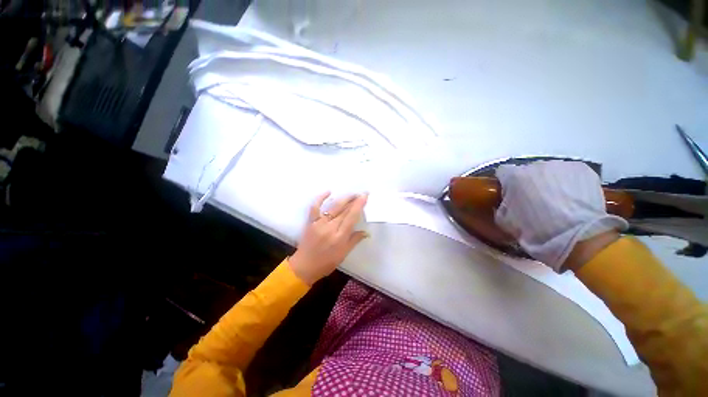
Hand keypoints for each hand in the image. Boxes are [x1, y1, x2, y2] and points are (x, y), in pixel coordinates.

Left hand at [289, 192, 368, 284]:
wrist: (304, 267)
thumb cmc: (326, 263)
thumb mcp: (343, 254)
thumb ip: (355, 240)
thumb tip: (367, 232)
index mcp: (340, 237)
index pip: (352, 217)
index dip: (359, 205)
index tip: (365, 196)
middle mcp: (330, 227)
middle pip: (344, 210)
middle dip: (353, 199)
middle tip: (361, 193)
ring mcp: (319, 223)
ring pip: (333, 207)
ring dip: (343, 198)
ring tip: (351, 194)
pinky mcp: (310, 222)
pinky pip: (315, 207)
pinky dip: (321, 198)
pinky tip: (328, 191)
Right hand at [494, 160, 627, 271]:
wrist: (576, 236)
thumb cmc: (534, 229)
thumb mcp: (504, 221)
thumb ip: (501, 206)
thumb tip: (505, 203)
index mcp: (514, 176)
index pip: (503, 171)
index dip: (505, 182)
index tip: (509, 193)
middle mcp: (536, 165)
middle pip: (528, 170)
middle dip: (528, 182)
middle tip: (534, 199)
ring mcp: (561, 165)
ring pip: (550, 171)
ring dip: (549, 181)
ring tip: (557, 200)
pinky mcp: (583, 169)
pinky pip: (570, 173)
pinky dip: (569, 182)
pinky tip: (573, 198)